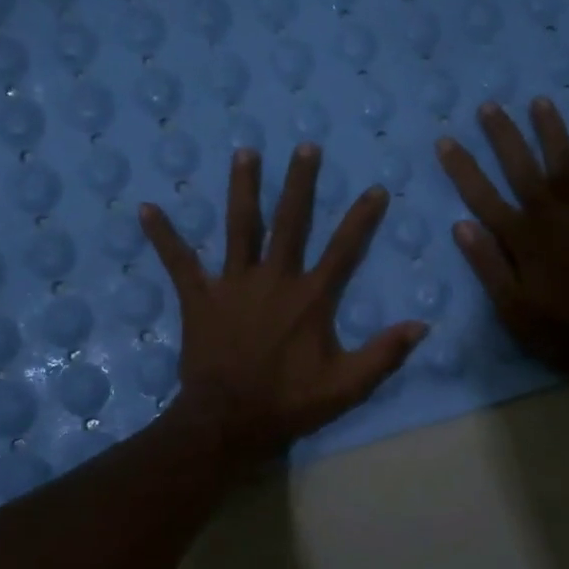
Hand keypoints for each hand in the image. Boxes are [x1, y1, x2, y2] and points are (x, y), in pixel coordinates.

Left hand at [141, 144, 427, 464]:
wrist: (228, 421)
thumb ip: (384, 353)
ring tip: (244, 152)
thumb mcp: (347, 385)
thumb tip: (421, 324)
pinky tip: (147, 208)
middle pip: (290, 222)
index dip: (361, 218)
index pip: (344, 248)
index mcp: (311, 297)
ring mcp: (233, 284)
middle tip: (305, 146)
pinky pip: (179, 263)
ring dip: (243, 189)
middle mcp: (274, 279)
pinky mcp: (200, 298)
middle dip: (300, 183)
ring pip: (241, 227)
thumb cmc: (290, 403)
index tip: (375, 188)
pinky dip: (163, 237)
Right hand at [436, 98, 568, 373]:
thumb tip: (462, 225)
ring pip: (568, 166)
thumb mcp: (512, 309)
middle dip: (504, 137)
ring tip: (541, 102)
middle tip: (489, 105)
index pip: (484, 197)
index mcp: (524, 239)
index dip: (463, 169)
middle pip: (523, 170)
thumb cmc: (560, 331)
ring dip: (553, 134)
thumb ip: (488, 265)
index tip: (445, 141)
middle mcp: (554, 218)